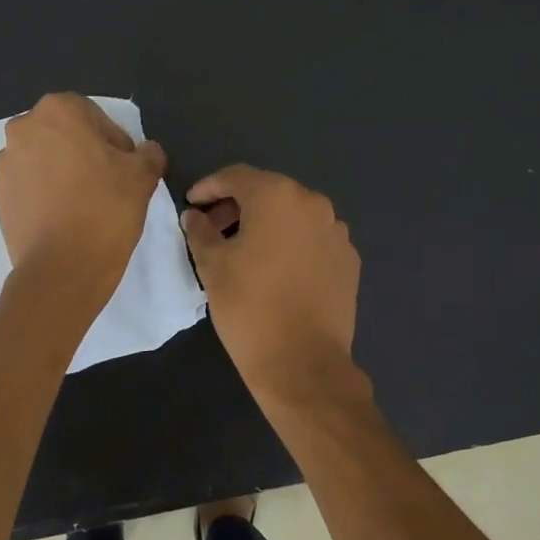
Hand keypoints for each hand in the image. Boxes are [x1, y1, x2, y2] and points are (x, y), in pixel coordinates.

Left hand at [0, 94, 166, 292]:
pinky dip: (46, 196)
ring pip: (45, 161)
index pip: (94, 116)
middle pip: (65, 136)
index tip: (126, 169)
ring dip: (63, 174)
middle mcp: (23, 129)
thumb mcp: (143, 176)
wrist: (62, 268)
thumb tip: (146, 152)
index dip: (115, 142)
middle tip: (108, 185)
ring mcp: (5, 165)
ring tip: (85, 205)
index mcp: (57, 111)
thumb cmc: (105, 209)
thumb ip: (148, 154)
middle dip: (85, 154)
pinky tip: (65, 220)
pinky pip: (30, 187)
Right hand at [181, 165, 360, 403]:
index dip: (209, 186)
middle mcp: (313, 204)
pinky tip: (275, 268)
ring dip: (266, 224)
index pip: (236, 177)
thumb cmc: (249, 306)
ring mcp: (336, 232)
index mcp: (277, 197)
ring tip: (243, 250)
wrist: (302, 362)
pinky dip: (291, 243)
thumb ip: (200, 231)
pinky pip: (313, 239)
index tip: (191, 203)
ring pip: (293, 216)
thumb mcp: (212, 266)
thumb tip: (194, 216)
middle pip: (268, 192)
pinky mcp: (348, 260)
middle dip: (237, 205)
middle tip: (212, 228)